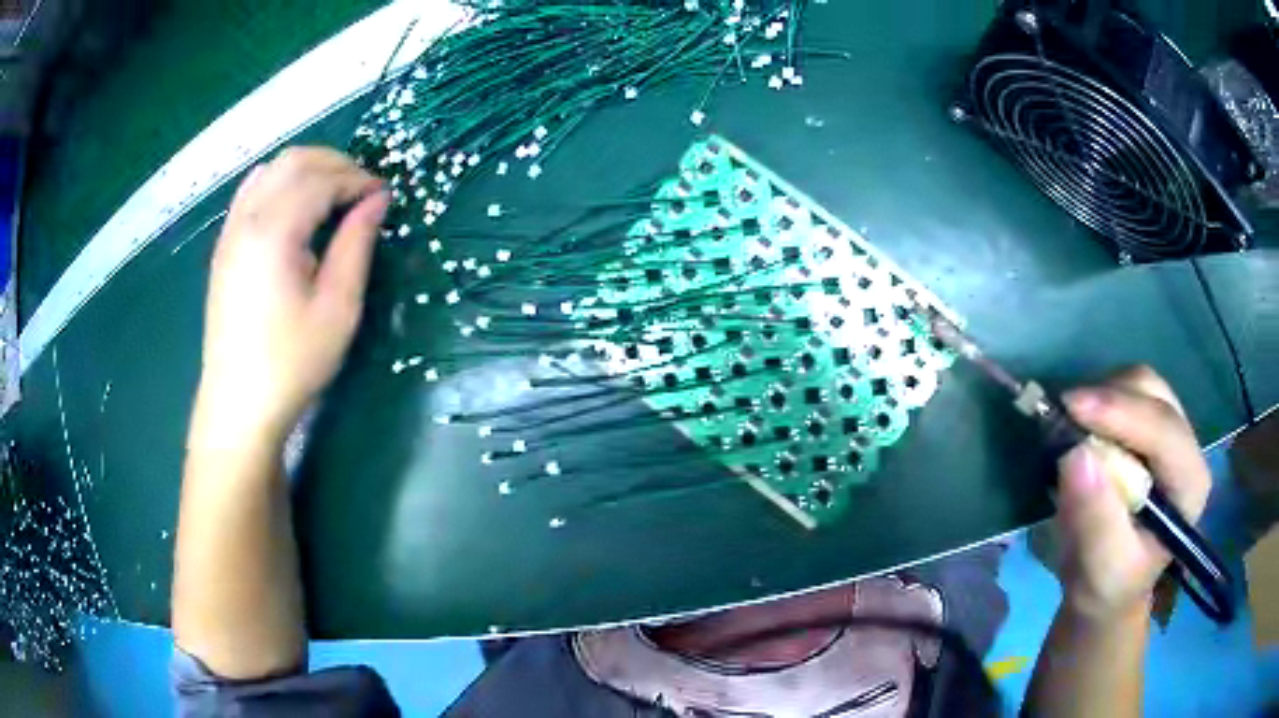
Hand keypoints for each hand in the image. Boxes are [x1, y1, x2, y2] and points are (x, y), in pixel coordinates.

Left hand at [193, 147, 388, 447]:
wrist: (238, 404)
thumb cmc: (292, 362)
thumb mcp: (337, 308)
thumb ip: (356, 245)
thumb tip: (377, 200)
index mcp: (275, 231)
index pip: (322, 178)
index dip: (358, 179)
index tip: (384, 196)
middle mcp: (248, 218)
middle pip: (294, 161)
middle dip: (335, 164)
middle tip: (363, 190)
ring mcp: (231, 231)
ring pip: (271, 170)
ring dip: (308, 170)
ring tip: (334, 195)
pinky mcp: (224, 247)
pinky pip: (251, 191)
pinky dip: (279, 183)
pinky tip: (295, 204)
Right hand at [1054, 366, 1211, 621]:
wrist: (1106, 590)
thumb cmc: (1107, 588)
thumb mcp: (1099, 570)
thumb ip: (1094, 520)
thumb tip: (1075, 454)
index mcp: (1189, 486)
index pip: (1164, 430)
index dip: (1121, 412)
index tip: (1071, 407)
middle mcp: (1187, 448)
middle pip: (1154, 394)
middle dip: (1109, 398)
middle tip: (1064, 416)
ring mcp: (1170, 432)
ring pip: (1140, 384)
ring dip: (1102, 396)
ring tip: (1070, 426)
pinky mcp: (1149, 426)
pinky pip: (1126, 391)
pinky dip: (1099, 401)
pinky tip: (1081, 427)